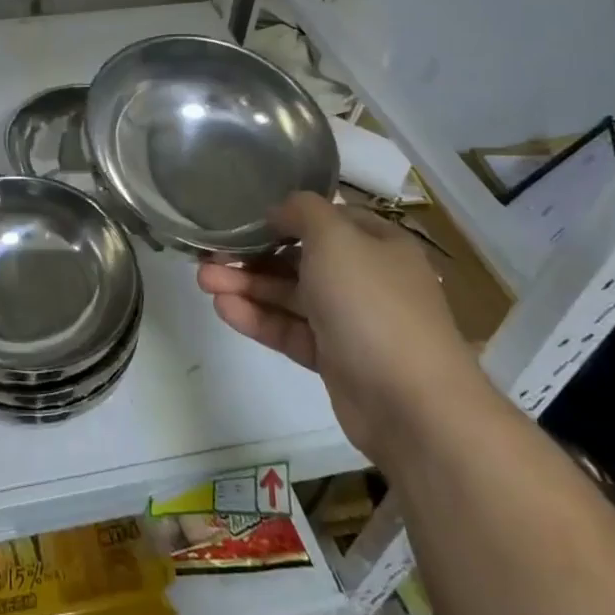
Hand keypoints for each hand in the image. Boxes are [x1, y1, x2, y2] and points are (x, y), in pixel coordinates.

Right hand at [196, 192, 486, 457]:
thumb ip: (302, 211)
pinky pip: (290, 330)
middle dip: (253, 255)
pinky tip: (223, 308)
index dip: (284, 216)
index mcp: (377, 243)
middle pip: (300, 258)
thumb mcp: (335, 237)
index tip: (243, 219)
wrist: (412, 404)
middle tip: (208, 255)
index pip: (326, 219)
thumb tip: (279, 210)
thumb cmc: (372, 303)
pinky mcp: (334, 359)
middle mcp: (365, 278)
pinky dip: (258, 318)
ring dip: (247, 285)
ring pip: (289, 296)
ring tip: (203, 281)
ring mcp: (350, 322)